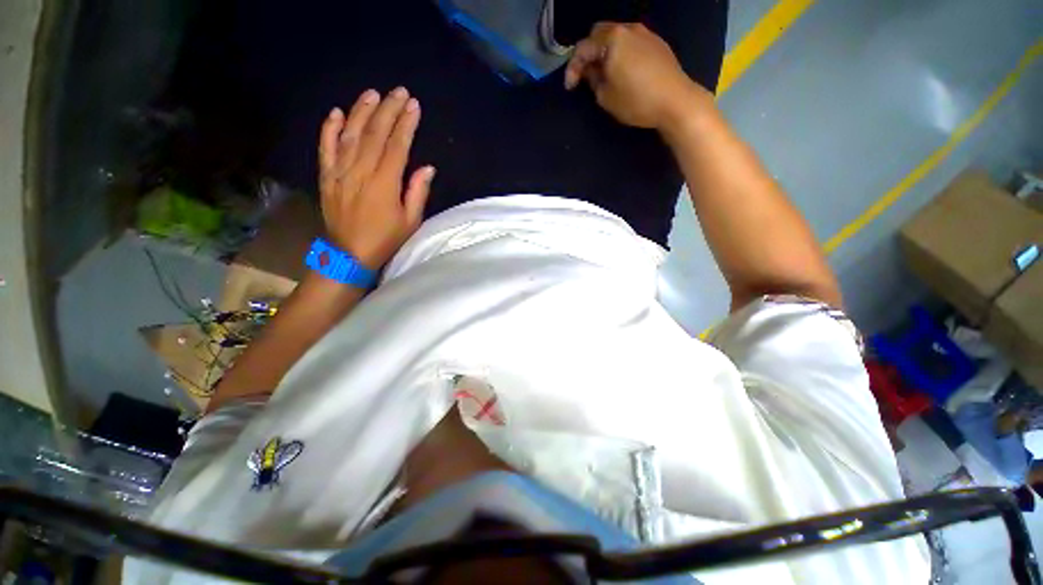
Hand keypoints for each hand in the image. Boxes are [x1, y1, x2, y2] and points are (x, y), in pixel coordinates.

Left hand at [318, 87, 434, 269]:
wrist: (349, 254)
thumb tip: (427, 168)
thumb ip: (418, 192)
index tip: (414, 106)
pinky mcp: (326, 176)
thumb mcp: (410, 221)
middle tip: (399, 92)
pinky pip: (325, 147)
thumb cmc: (386, 239)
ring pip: (350, 134)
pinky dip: (329, 128)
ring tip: (373, 94)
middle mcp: (360, 171)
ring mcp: (339, 171)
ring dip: (361, 111)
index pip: (396, 146)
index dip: (406, 124)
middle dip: (388, 110)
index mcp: (384, 183)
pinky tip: (336, 112)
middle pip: (374, 133)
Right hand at [564, 23, 710, 129]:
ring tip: (605, 74)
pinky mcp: (657, 43)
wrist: (675, 101)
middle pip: (599, 33)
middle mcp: (628, 29)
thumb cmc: (636, 100)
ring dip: (606, 52)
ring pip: (617, 36)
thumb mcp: (605, 97)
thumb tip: (592, 71)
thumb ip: (593, 80)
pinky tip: (624, 71)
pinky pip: (631, 42)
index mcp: (612, 39)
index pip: (583, 48)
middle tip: (587, 75)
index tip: (570, 88)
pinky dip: (621, 53)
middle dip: (589, 53)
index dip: (572, 68)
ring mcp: (645, 33)